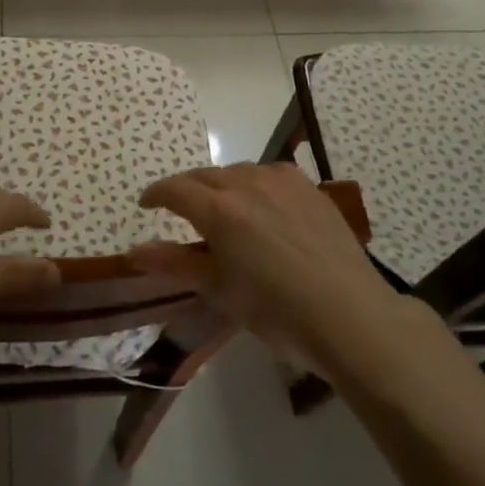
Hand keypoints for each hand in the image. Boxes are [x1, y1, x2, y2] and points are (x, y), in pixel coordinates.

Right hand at [128, 163, 403, 370]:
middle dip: (187, 189)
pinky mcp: (309, 188)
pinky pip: (270, 176)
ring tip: (222, 210)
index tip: (146, 204)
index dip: (156, 194)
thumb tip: (135, 250)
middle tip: (180, 210)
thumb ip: (175, 263)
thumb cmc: (276, 310)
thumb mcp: (219, 290)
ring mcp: (282, 181)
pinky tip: (262, 208)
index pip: (176, 189)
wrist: (349, 313)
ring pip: (239, 172)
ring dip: (222, 186)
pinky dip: (254, 185)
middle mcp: (247, 183)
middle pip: (205, 176)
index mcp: (219, 209)